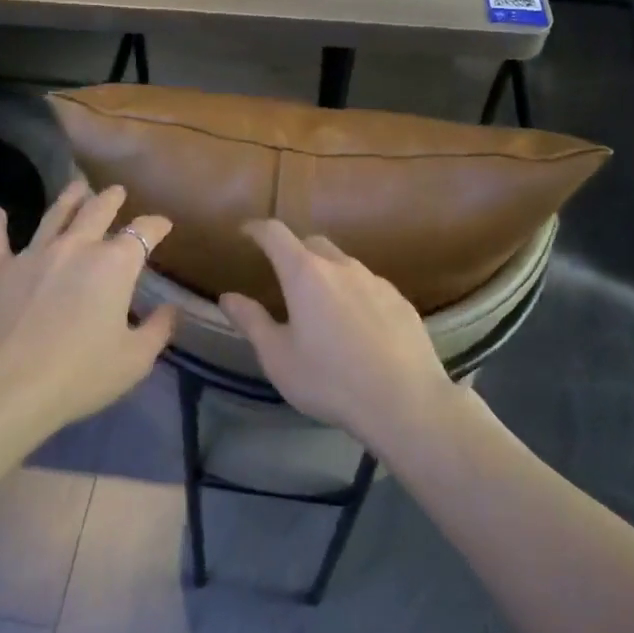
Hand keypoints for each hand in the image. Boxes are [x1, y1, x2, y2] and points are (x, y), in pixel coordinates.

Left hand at [0, 181, 176, 435]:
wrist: (5, 386)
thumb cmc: (80, 374)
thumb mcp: (135, 359)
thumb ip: (158, 330)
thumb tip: (170, 309)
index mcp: (114, 265)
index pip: (143, 232)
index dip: (157, 225)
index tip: (164, 224)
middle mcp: (75, 248)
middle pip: (97, 210)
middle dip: (111, 198)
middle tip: (117, 191)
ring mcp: (32, 255)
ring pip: (54, 215)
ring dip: (69, 198)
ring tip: (77, 186)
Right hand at [218, 221, 460, 454]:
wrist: (405, 401)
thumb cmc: (330, 380)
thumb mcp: (278, 357)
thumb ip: (251, 322)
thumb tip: (228, 297)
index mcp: (306, 274)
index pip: (276, 234)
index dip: (257, 230)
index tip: (245, 233)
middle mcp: (342, 267)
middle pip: (312, 243)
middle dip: (293, 251)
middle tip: (282, 276)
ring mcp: (377, 281)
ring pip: (344, 264)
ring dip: (326, 274)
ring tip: (321, 306)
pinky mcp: (401, 301)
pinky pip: (369, 286)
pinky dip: (354, 294)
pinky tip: (357, 326)